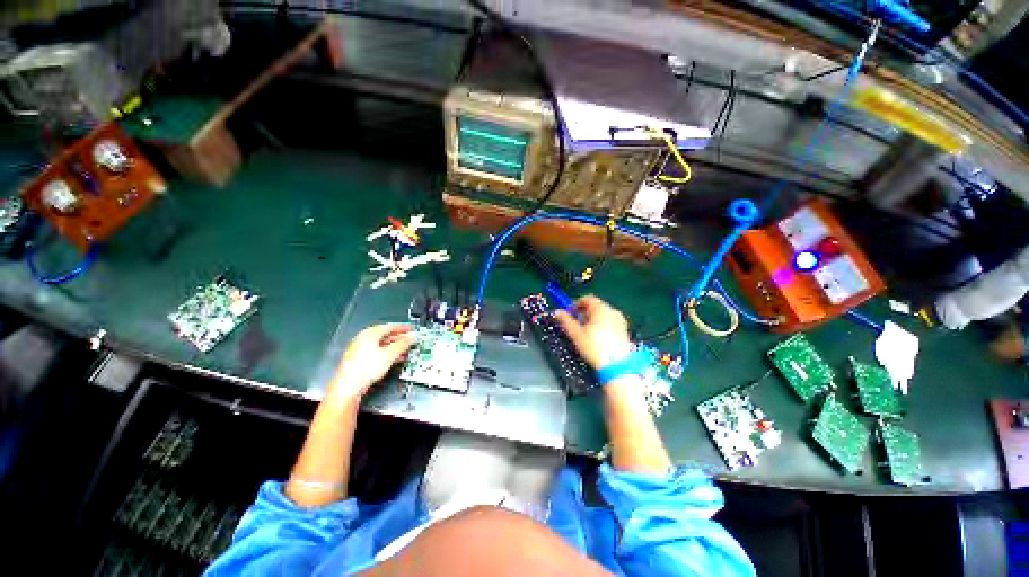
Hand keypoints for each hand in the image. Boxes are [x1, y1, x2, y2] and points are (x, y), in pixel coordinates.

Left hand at [328, 323, 413, 401]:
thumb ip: (403, 344)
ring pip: (382, 344)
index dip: (403, 328)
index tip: (411, 329)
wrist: (349, 386)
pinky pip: (377, 352)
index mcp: (369, 333)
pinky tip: (394, 359)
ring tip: (405, 351)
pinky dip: (387, 353)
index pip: (390, 326)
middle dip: (399, 338)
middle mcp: (363, 339)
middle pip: (385, 335)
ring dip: (395, 347)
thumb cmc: (363, 369)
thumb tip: (411, 337)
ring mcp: (360, 349)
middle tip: (409, 341)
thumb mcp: (390, 354)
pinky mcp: (360, 359)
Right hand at [554, 295, 632, 369]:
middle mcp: (612, 311)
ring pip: (603, 314)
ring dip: (593, 319)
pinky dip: (602, 325)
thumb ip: (566, 321)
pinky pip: (610, 322)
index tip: (570, 313)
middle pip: (596, 306)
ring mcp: (620, 320)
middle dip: (584, 312)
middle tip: (576, 323)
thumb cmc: (594, 347)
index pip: (587, 298)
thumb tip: (557, 312)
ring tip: (586, 332)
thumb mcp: (576, 334)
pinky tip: (597, 337)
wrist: (617, 365)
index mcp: (601, 308)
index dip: (576, 304)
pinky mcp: (624, 330)